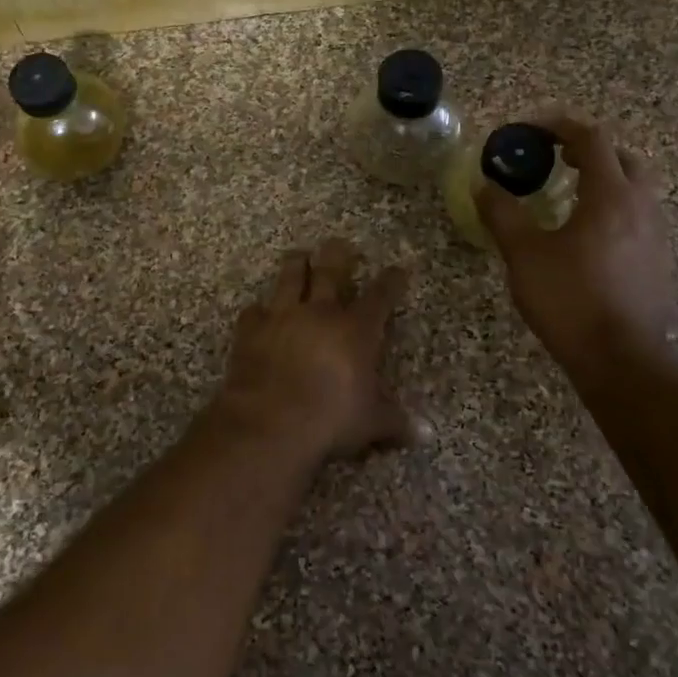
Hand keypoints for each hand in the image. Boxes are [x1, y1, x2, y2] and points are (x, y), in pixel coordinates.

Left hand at [210, 239, 426, 461]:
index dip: (391, 281)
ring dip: (296, 264)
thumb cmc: (331, 418)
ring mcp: (282, 316)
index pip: (380, 296)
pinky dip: (258, 311)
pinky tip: (258, 311)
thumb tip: (427, 433)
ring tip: (298, 255)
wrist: (270, 420)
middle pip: (331, 271)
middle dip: (338, 255)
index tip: (398, 269)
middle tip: (339, 243)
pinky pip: (254, 311)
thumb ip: (396, 421)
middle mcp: (320, 312)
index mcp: (356, 329)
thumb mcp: (372, 423)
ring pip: (290, 278)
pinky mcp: (251, 329)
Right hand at [475, 115, 677, 368]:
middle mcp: (641, 207)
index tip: (531, 130)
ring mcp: (656, 236)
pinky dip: (612, 210)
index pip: (591, 139)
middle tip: (556, 160)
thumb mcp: (524, 255)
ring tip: (567, 198)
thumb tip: (483, 186)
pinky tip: (586, 238)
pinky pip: (637, 218)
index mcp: (610, 195)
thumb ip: (502, 215)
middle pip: (623, 158)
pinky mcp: (659, 263)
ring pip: (635, 190)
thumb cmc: (571, 300)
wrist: (624, 361)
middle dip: (589, 151)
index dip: (560, 126)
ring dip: (603, 181)